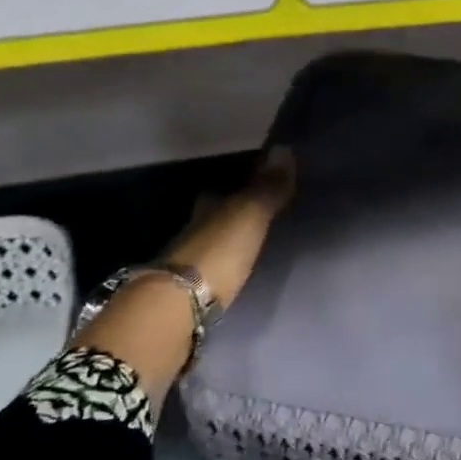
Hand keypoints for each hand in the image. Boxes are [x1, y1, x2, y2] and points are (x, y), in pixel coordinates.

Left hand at [72, 149, 295, 407]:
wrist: (176, 311)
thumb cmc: (216, 255)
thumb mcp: (248, 217)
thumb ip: (266, 189)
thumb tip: (284, 147)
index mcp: (206, 212)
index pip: (218, 195)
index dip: (233, 192)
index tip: (250, 189)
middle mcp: (190, 235)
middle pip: (209, 222)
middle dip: (224, 220)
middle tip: (250, 222)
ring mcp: (184, 270)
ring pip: (205, 250)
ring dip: (220, 249)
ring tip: (246, 252)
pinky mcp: (185, 300)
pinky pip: (206, 278)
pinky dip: (217, 275)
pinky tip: (231, 280)